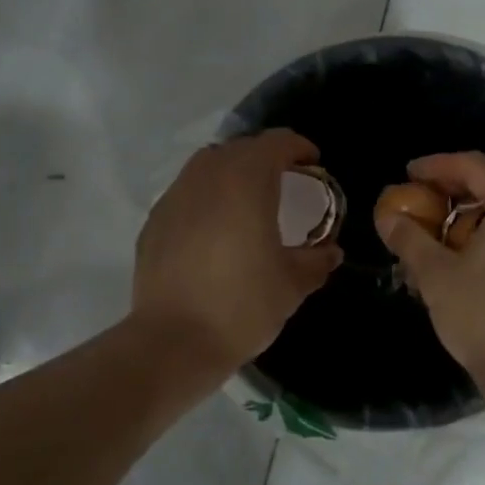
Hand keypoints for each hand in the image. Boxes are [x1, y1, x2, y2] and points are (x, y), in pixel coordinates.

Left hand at [131, 130, 341, 375]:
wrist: (173, 342)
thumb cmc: (241, 306)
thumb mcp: (293, 285)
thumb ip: (316, 260)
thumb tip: (330, 252)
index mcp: (246, 181)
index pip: (276, 142)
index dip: (299, 148)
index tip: (313, 164)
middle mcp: (207, 176)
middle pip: (241, 148)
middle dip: (266, 157)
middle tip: (285, 182)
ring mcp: (175, 196)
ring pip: (208, 165)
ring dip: (232, 172)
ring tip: (247, 201)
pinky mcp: (155, 220)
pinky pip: (186, 192)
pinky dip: (206, 197)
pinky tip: (214, 229)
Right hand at [376, 152, 484, 399]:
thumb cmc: (483, 315)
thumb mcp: (436, 274)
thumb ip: (410, 238)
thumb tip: (387, 217)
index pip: (474, 165)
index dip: (437, 165)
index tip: (408, 173)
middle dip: (464, 176)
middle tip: (432, 189)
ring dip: (482, 199)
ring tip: (447, 217)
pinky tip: (472, 243)